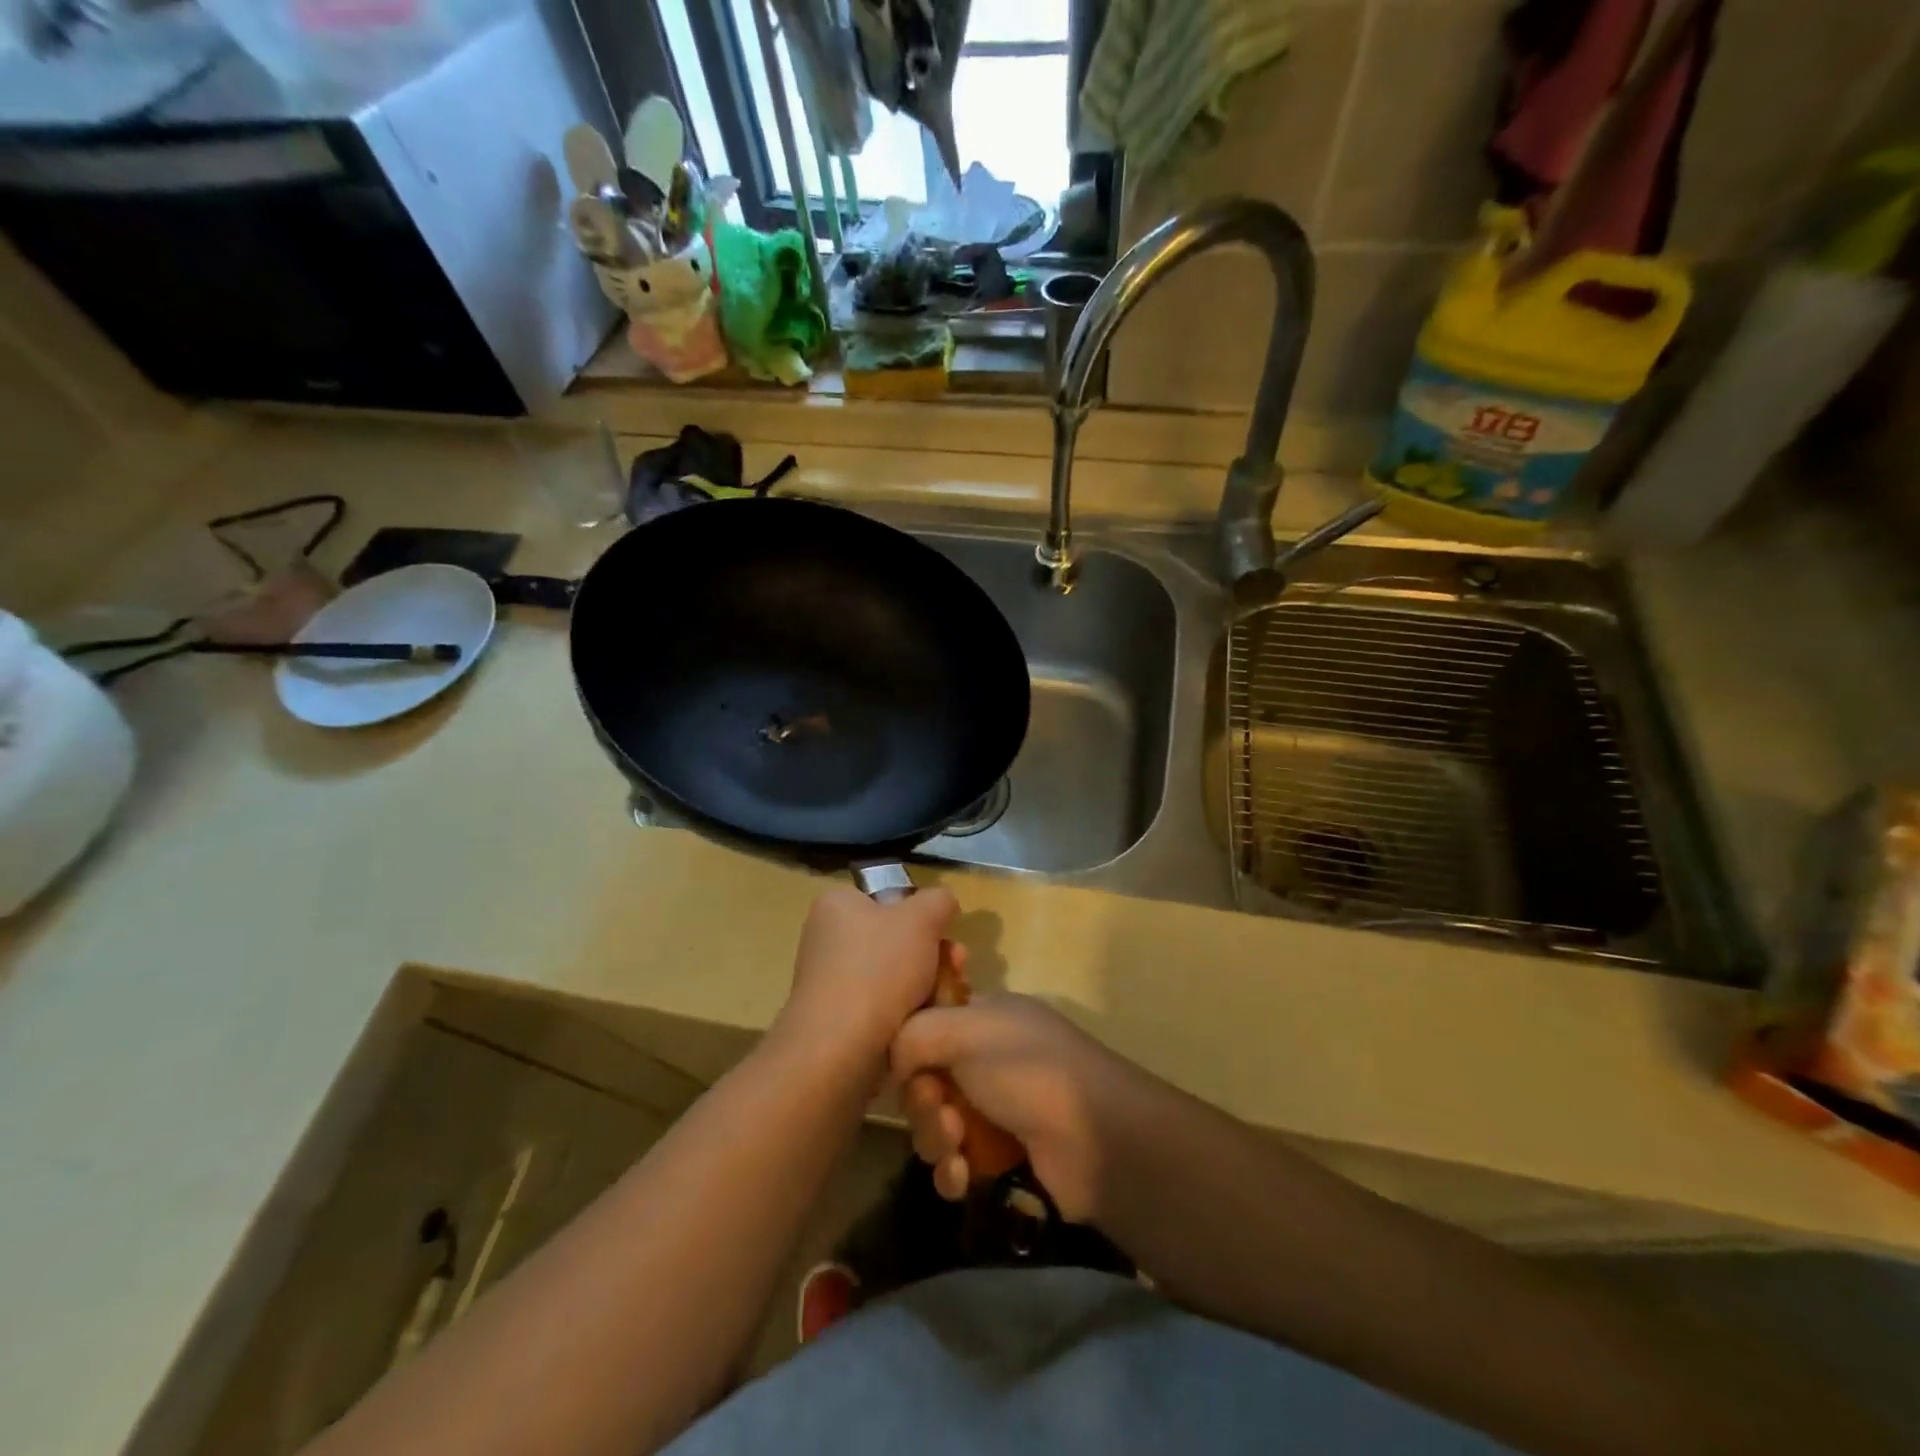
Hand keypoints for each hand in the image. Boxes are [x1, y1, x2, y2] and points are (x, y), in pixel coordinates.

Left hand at [773, 886, 958, 1071]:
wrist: (839, 1050)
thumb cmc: (878, 969)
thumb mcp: (921, 918)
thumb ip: (938, 901)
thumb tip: (942, 904)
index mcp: (837, 906)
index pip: (889, 898)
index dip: (922, 915)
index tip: (946, 933)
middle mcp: (829, 939)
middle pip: (898, 939)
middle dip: (935, 955)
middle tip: (958, 968)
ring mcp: (833, 982)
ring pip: (897, 976)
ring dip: (930, 985)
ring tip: (949, 999)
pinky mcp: (841, 1021)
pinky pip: (886, 1007)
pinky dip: (911, 1013)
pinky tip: (930, 1022)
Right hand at [892, 994, 1143, 1223]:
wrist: (1095, 1138)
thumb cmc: (1027, 1069)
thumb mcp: (964, 1031)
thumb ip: (913, 1035)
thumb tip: (894, 1063)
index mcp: (984, 1015)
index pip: (928, 1022)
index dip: (910, 1046)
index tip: (905, 1065)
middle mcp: (987, 1056)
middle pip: (926, 1078)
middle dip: (923, 1101)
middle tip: (941, 1111)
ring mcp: (996, 1106)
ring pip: (937, 1123)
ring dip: (936, 1138)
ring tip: (957, 1147)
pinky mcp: (1003, 1155)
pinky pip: (956, 1161)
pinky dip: (952, 1170)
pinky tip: (963, 1177)